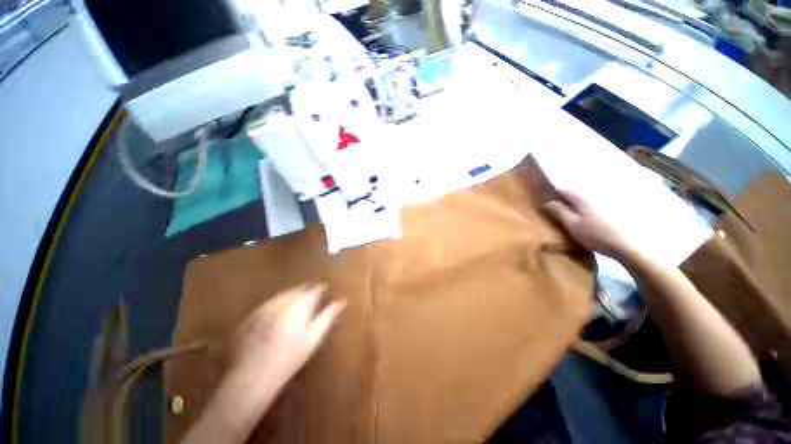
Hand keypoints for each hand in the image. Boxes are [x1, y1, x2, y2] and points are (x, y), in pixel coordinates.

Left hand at [230, 284, 345, 386]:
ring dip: (293, 296)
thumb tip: (342, 301)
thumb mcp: (314, 337)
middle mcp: (281, 301)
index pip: (314, 289)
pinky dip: (278, 305)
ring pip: (283, 295)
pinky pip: (269, 304)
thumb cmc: (290, 358)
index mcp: (298, 304)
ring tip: (299, 306)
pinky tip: (279, 316)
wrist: (253, 377)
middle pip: (298, 289)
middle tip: (314, 300)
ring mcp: (264, 308)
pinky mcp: (251, 316)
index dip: (322, 289)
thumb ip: (328, 316)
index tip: (327, 292)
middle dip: (308, 291)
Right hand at [545, 190, 631, 258]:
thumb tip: (547, 202)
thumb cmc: (596, 234)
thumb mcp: (572, 225)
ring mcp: (605, 200)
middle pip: (574, 194)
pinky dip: (586, 209)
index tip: (545, 203)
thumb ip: (559, 212)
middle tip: (555, 211)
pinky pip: (593, 205)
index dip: (552, 195)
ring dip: (575, 205)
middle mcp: (593, 194)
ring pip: (584, 200)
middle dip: (564, 200)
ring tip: (570, 216)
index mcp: (581, 197)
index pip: (562, 190)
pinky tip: (586, 220)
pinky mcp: (614, 208)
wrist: (628, 245)